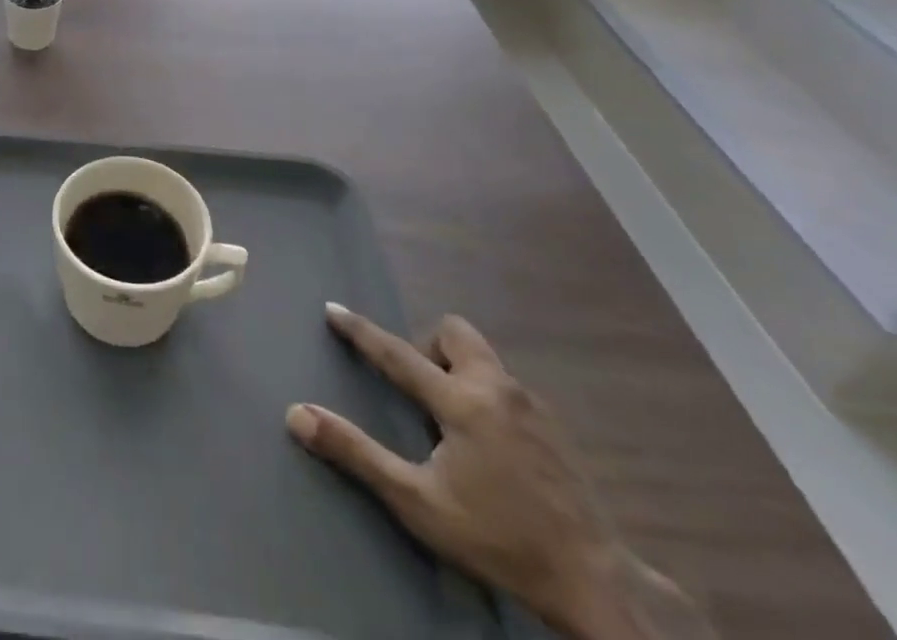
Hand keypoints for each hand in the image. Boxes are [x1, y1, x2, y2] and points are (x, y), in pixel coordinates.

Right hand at [288, 307, 705, 638]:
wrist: (599, 586)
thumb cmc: (499, 540)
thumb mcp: (418, 504)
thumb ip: (357, 453)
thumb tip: (296, 413)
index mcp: (462, 402)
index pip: (397, 353)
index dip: (361, 331)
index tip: (333, 309)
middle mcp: (497, 389)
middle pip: (455, 333)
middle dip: (430, 347)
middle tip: (421, 392)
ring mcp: (533, 407)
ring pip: (485, 359)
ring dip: (460, 372)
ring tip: (452, 425)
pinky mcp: (557, 430)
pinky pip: (508, 388)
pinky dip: (488, 399)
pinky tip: (492, 450)